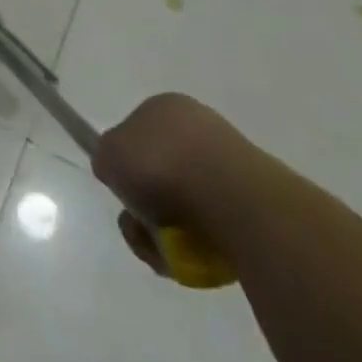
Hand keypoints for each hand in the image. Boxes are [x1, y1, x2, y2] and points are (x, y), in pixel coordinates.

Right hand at [91, 92, 257, 274]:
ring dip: (166, 232)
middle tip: (139, 227)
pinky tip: (192, 255)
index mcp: (166, 107)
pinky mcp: (256, 204)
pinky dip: (198, 244)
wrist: (231, 200)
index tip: (123, 188)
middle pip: (160, 174)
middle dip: (146, 206)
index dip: (125, 164)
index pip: (137, 134)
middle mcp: (201, 129)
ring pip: (186, 205)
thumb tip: (117, 171)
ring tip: (163, 250)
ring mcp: (232, 166)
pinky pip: (215, 227)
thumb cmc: (160, 165)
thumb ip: (106, 158)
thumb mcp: (108, 153)